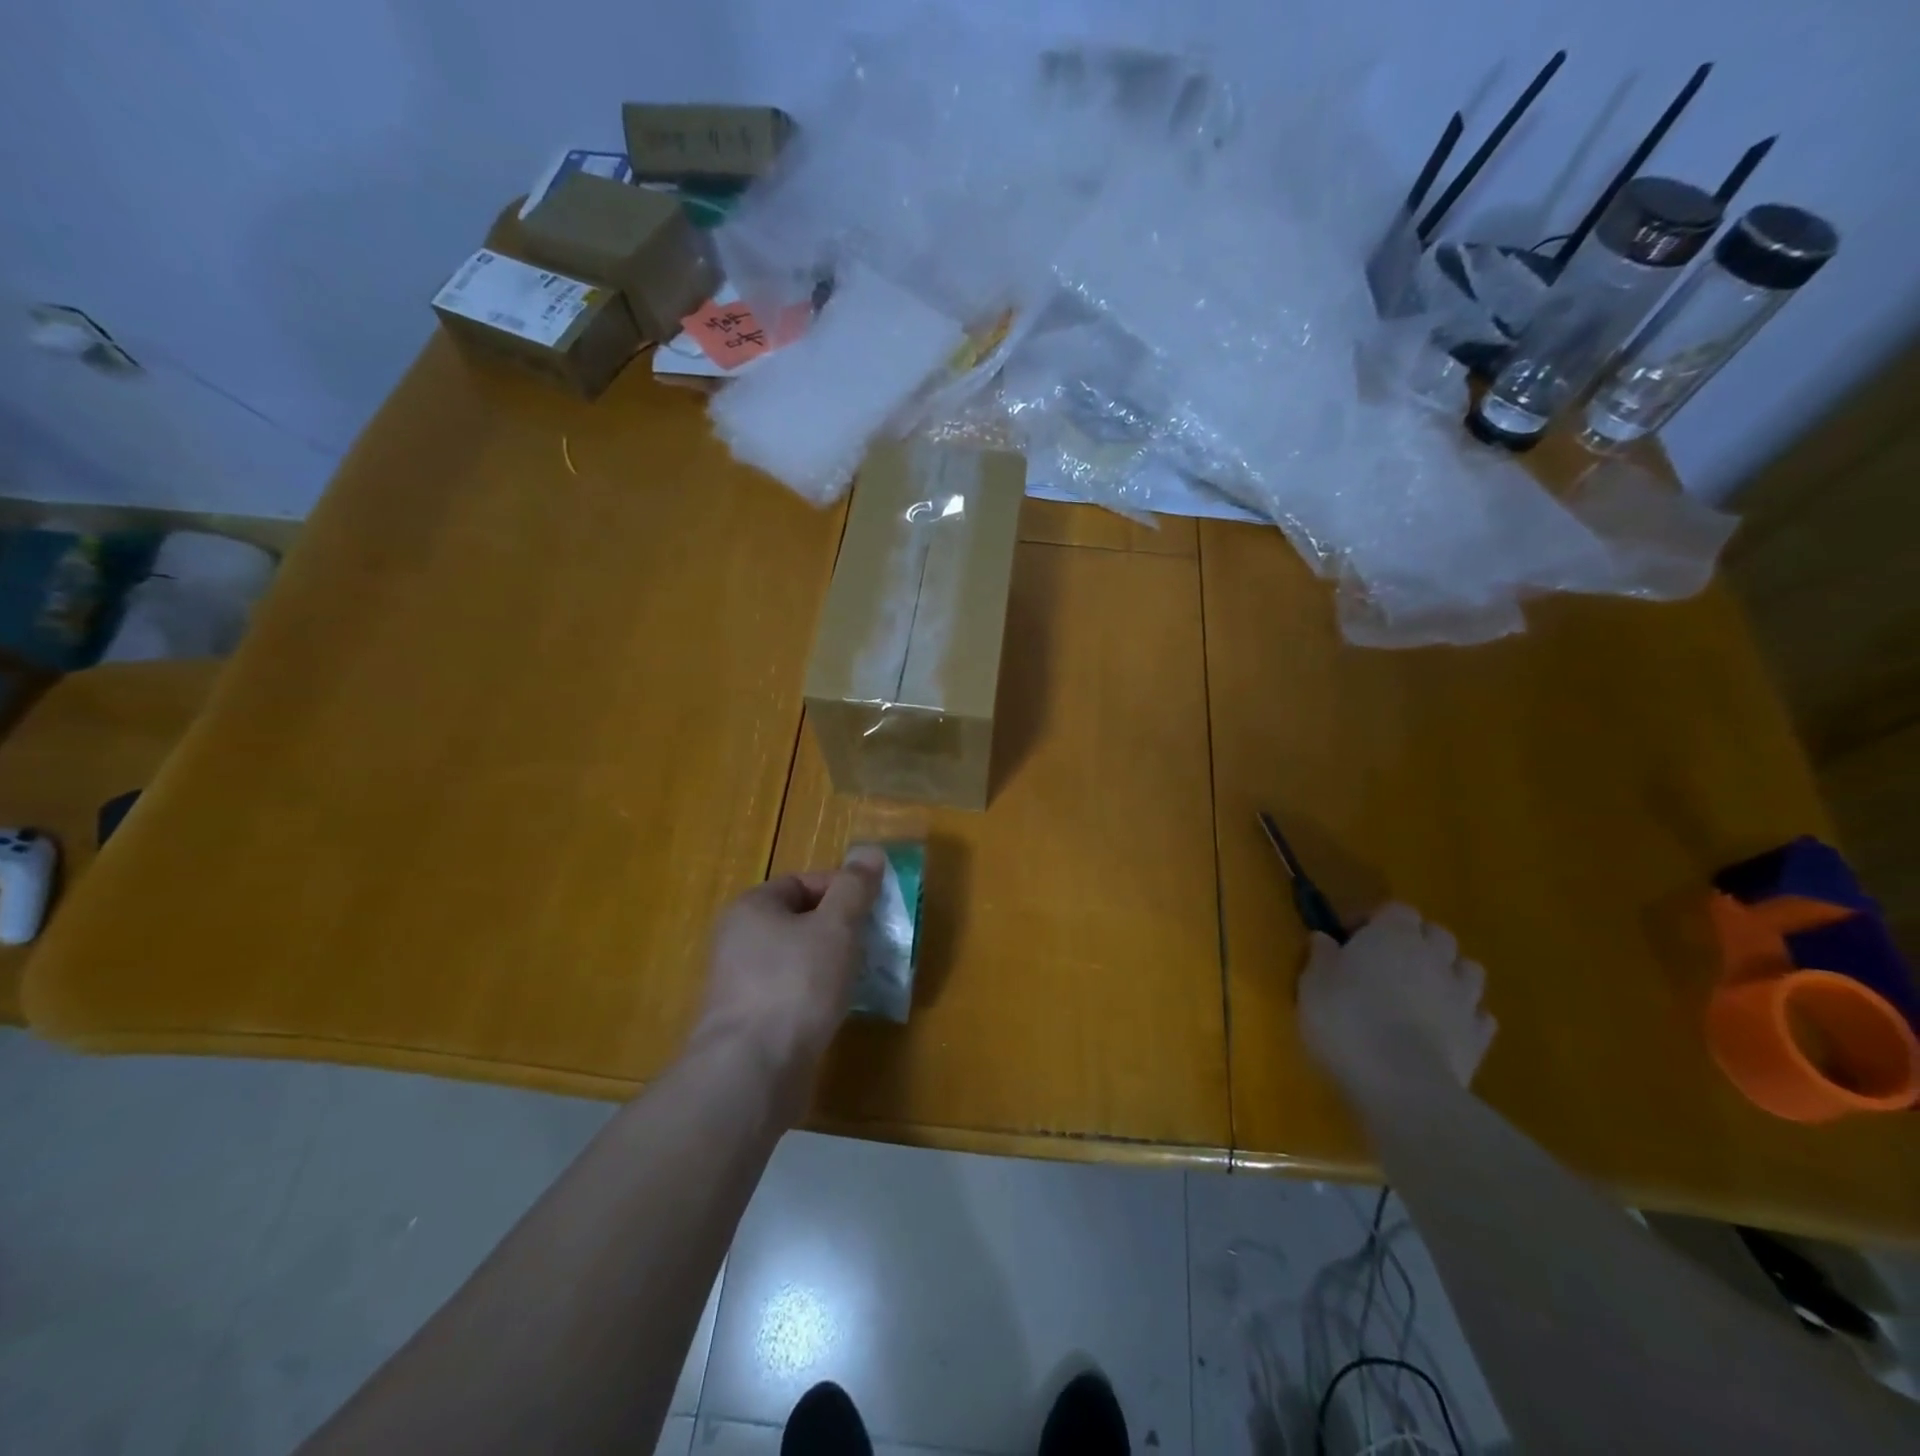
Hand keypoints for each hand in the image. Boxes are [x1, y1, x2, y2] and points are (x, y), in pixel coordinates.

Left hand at [693, 847, 883, 1103]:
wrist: (752, 1072)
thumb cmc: (796, 984)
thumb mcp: (836, 927)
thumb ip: (854, 888)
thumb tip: (871, 851)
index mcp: (751, 908)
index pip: (803, 882)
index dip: (842, 889)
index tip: (874, 909)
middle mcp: (738, 940)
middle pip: (801, 921)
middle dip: (841, 929)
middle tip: (874, 942)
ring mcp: (741, 984)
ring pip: (799, 960)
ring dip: (832, 964)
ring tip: (864, 975)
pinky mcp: (750, 1023)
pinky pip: (793, 994)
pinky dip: (818, 995)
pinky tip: (840, 1008)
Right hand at [1298, 903, 1495, 1096]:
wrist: (1401, 1084)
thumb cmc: (1346, 1020)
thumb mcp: (1313, 983)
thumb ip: (1322, 956)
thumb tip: (1325, 939)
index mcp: (1393, 935)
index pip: (1396, 909)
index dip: (1376, 920)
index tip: (1352, 939)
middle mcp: (1435, 957)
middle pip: (1437, 934)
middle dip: (1418, 942)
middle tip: (1388, 963)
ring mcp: (1463, 997)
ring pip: (1467, 969)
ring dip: (1448, 974)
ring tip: (1422, 993)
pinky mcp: (1480, 1038)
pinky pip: (1479, 1015)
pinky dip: (1464, 1016)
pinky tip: (1443, 1028)